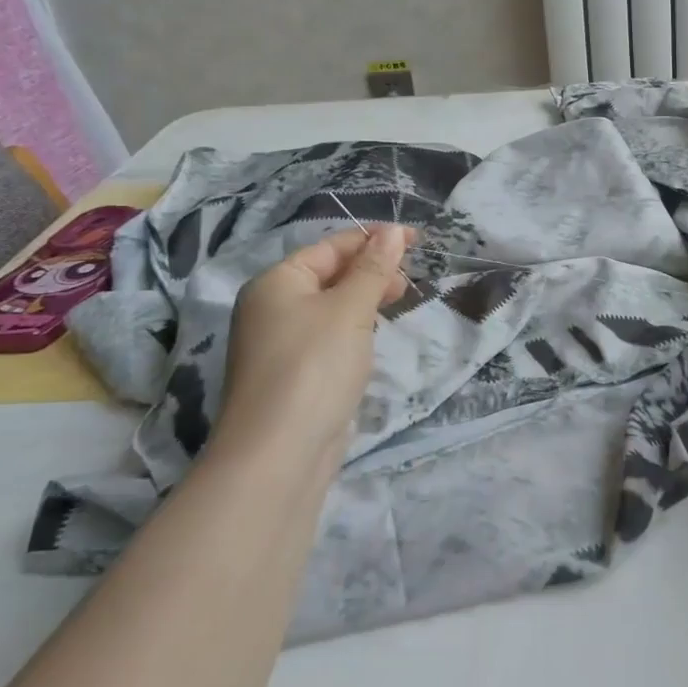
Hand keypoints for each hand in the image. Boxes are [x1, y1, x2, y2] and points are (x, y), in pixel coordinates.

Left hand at [216, 225, 414, 464]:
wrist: (278, 455)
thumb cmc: (314, 367)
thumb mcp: (350, 310)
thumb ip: (373, 269)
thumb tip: (391, 232)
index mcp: (276, 282)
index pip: (330, 246)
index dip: (374, 239)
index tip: (416, 240)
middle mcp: (271, 308)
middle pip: (329, 274)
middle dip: (371, 271)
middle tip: (409, 281)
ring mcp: (280, 344)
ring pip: (330, 307)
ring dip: (364, 300)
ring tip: (398, 304)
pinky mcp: (293, 375)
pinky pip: (328, 337)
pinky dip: (354, 330)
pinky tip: (372, 339)